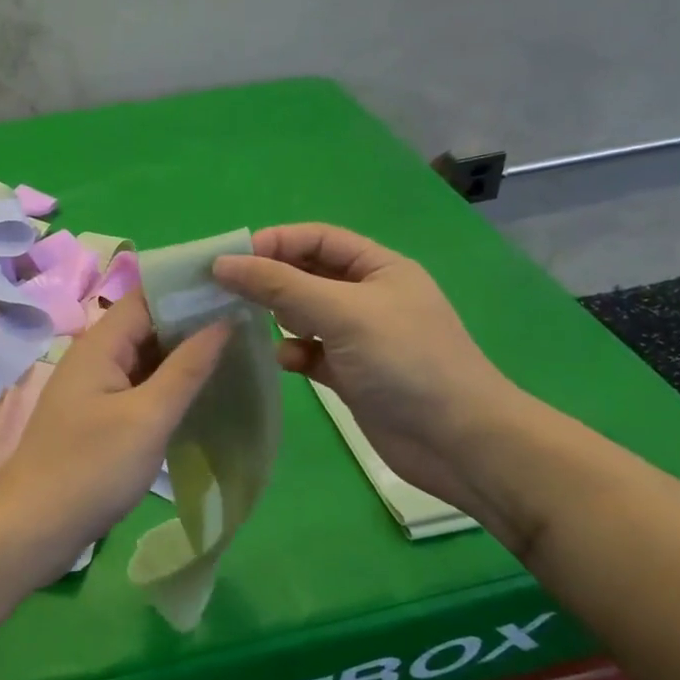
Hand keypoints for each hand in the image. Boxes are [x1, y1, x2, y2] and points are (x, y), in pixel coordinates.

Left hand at [0, 290, 229, 586]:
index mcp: (101, 344)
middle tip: (249, 320)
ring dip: (184, 354)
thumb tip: (223, 320)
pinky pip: (140, 386)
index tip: (237, 285)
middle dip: (194, 320)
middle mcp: (95, 356)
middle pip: (148, 324)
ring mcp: (96, 388)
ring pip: (146, 357)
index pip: (148, 295)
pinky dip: (169, 383)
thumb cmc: (92, 468)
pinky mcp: (99, 416)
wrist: (33, 528)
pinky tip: (203, 391)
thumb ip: (187, 367)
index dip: (189, 287)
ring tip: (238, 348)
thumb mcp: (148, 417)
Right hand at [212, 224, 523, 517]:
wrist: (456, 441)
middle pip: (308, 275)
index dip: (275, 242)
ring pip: (305, 315)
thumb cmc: (404, 361)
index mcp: (378, 267)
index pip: (318, 239)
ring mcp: (360, 337)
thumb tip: (223, 263)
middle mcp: (368, 296)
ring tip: (250, 324)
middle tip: (226, 292)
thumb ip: (280, 286)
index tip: (230, 259)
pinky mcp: (351, 374)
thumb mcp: (342, 312)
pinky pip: (311, 352)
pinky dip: (294, 352)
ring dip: (279, 317)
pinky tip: (287, 361)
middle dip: (270, 280)